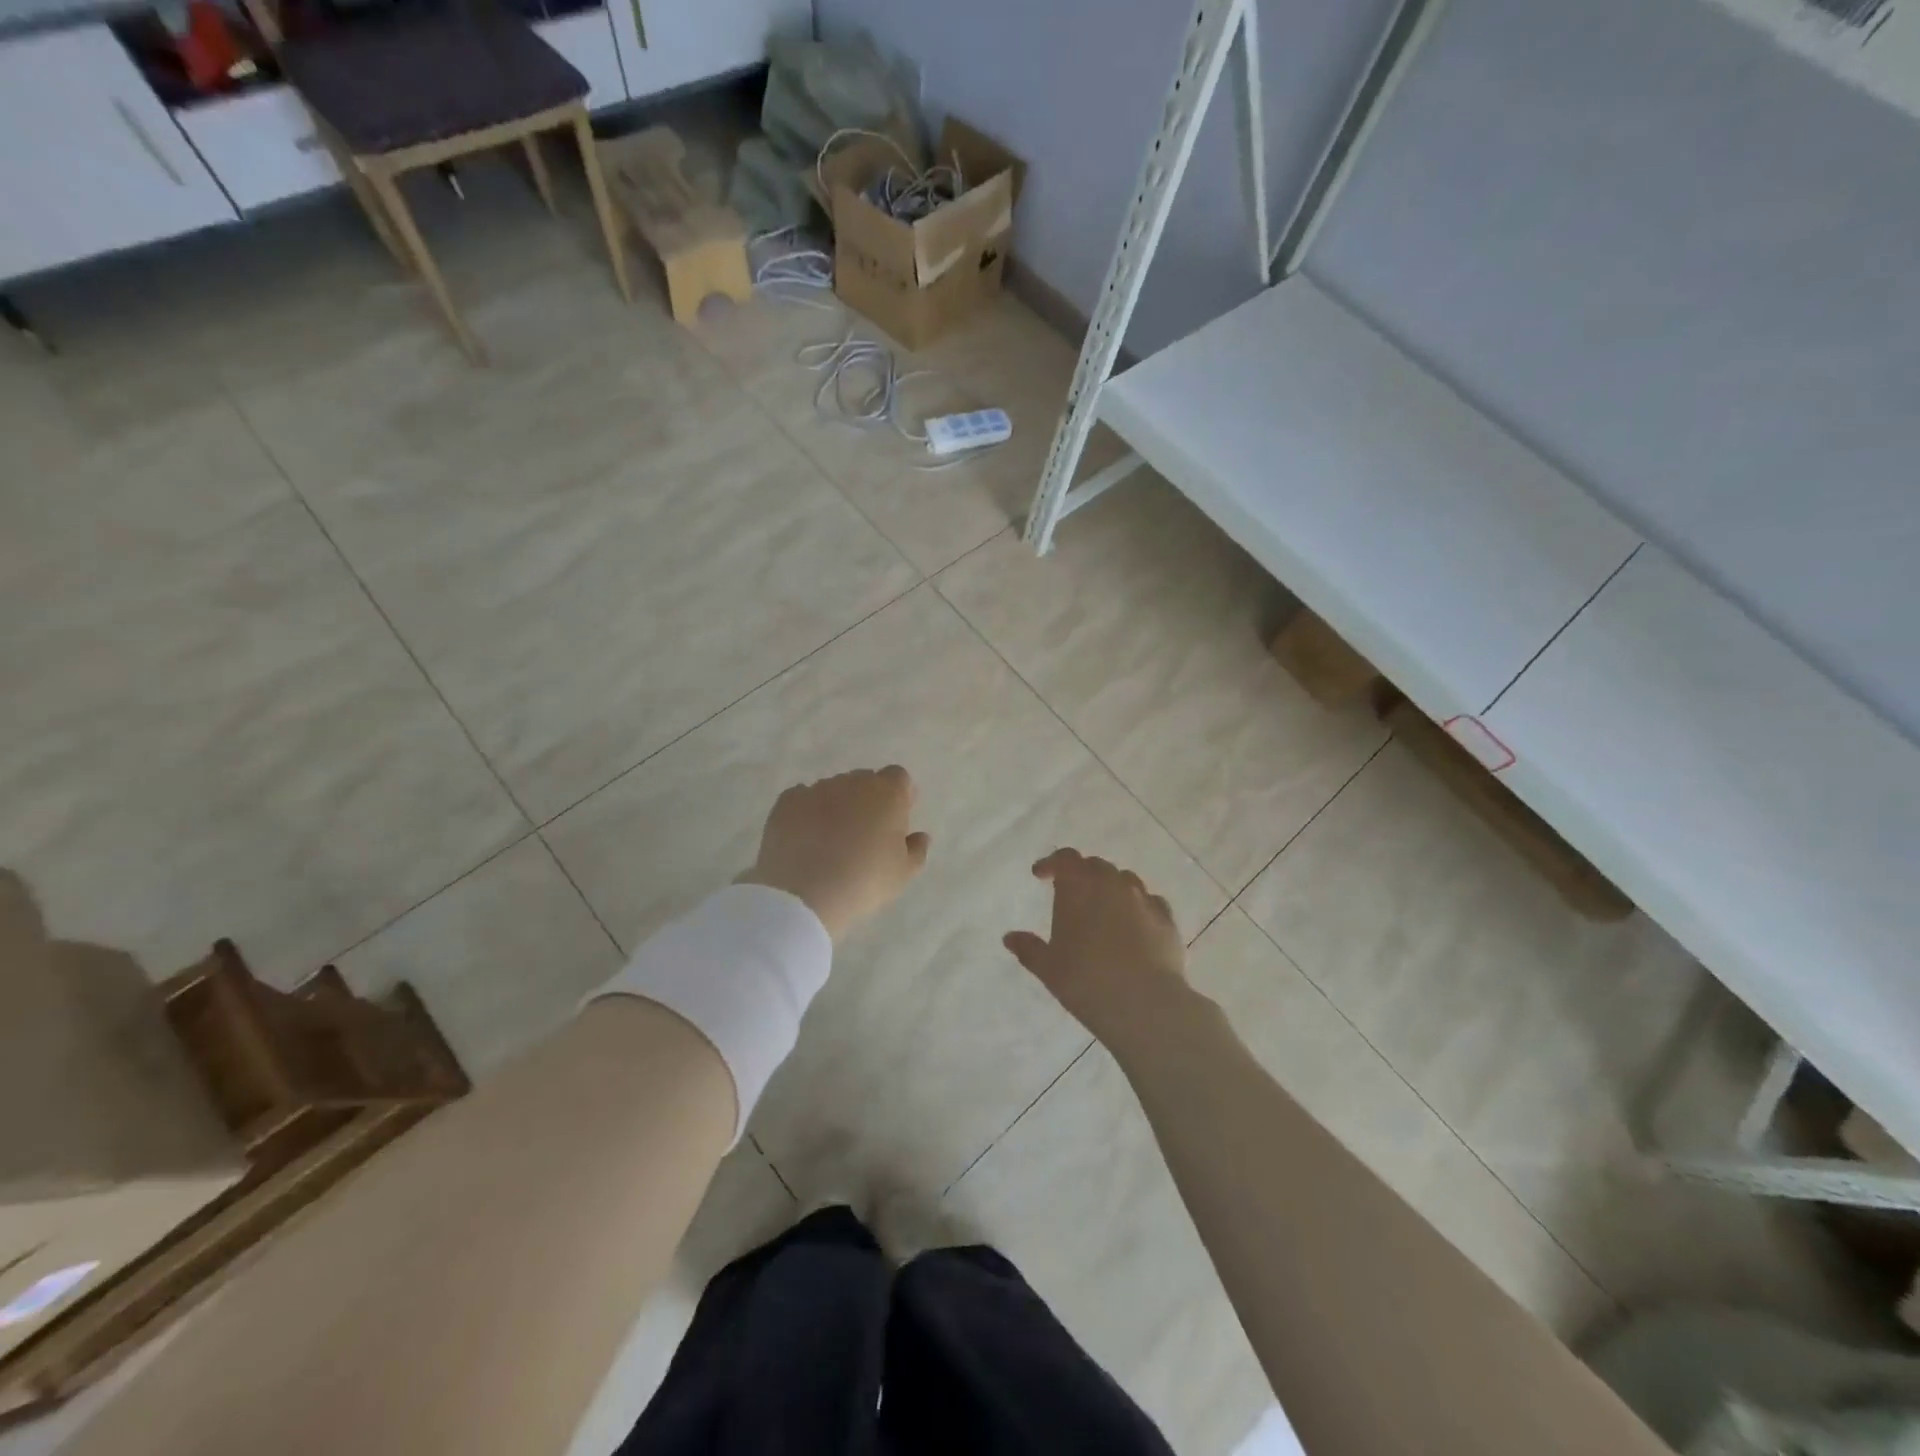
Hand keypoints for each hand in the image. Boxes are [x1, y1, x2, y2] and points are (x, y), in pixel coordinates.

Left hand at [737, 766, 930, 941]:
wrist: (803, 893)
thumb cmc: (864, 881)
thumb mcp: (903, 874)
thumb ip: (916, 850)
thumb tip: (919, 836)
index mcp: (887, 793)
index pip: (899, 778)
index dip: (900, 796)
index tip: (897, 820)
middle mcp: (852, 782)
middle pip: (865, 781)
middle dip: (868, 800)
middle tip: (865, 833)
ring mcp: (817, 789)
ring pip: (833, 789)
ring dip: (837, 806)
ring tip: (831, 840)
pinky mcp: (787, 802)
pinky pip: (803, 799)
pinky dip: (807, 812)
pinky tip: (805, 838)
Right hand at [1003, 849, 1190, 1051]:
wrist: (1144, 1003)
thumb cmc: (1086, 981)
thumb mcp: (1048, 968)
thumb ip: (1029, 948)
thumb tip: (1010, 938)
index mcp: (1078, 887)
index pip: (1065, 858)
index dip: (1052, 863)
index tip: (1040, 875)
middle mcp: (1112, 884)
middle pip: (1096, 865)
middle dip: (1081, 874)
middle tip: (1071, 893)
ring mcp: (1143, 899)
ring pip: (1125, 880)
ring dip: (1111, 887)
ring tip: (1104, 908)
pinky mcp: (1167, 919)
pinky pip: (1150, 901)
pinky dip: (1138, 906)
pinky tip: (1135, 924)